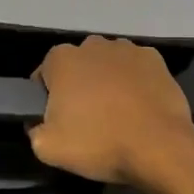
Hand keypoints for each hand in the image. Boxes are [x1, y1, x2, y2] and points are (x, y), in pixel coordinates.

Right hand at [28, 37, 193, 188]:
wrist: (159, 146)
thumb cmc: (99, 143)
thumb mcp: (48, 148)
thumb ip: (34, 130)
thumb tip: (38, 123)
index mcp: (62, 59)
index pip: (44, 74)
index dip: (47, 97)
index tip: (56, 119)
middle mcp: (93, 44)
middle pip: (78, 65)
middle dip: (79, 85)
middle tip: (86, 118)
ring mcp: (127, 49)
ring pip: (108, 64)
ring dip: (107, 81)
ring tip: (116, 113)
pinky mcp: (155, 59)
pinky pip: (135, 69)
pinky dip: (134, 82)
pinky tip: (139, 107)